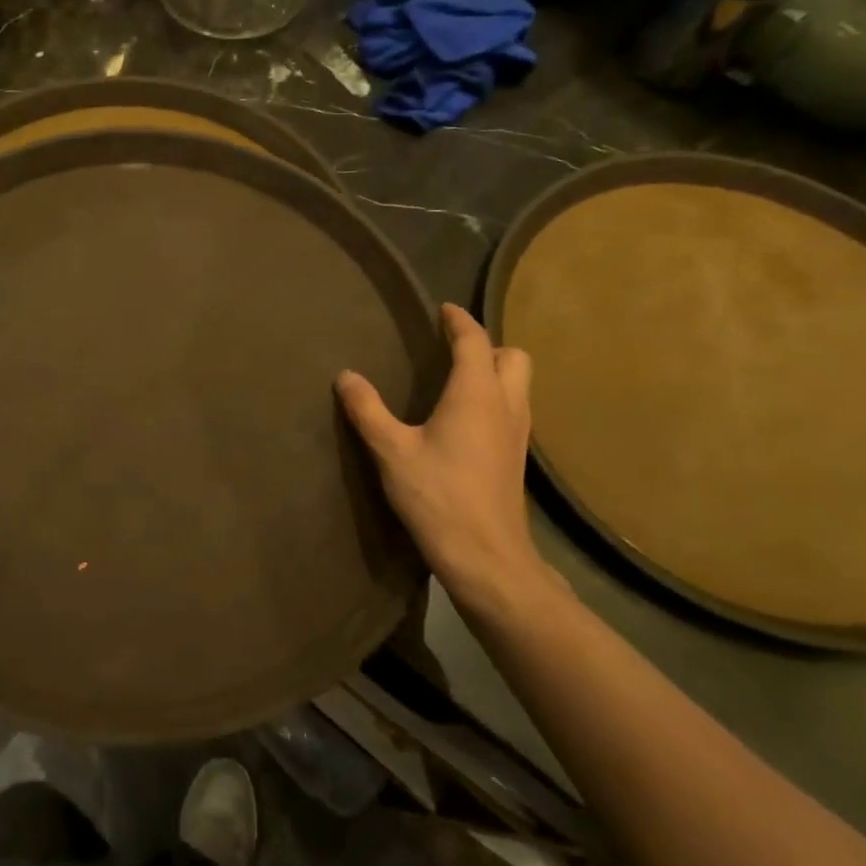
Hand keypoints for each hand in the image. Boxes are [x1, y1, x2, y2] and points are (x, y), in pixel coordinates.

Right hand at [337, 305, 561, 616]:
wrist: (485, 555)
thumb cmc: (437, 495)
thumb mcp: (391, 451)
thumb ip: (367, 410)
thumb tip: (346, 375)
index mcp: (476, 393)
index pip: (474, 341)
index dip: (459, 321)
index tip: (443, 310)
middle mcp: (506, 404)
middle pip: (513, 357)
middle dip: (487, 345)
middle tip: (453, 350)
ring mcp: (518, 432)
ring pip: (519, 384)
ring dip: (495, 372)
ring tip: (457, 380)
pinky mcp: (517, 457)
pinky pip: (514, 409)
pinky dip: (496, 398)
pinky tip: (466, 421)